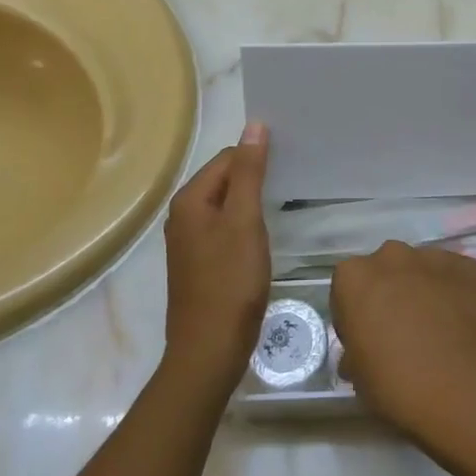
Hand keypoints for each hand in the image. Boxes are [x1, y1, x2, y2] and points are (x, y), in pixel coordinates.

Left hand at [161, 122, 270, 396]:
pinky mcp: (200, 263)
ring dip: (252, 202)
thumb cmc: (230, 281)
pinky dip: (245, 226)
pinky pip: (225, 229)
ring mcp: (189, 241)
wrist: (209, 350)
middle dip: (255, 178)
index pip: (228, 158)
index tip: (290, 165)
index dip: (258, 158)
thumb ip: (249, 172)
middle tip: (292, 182)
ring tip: (284, 204)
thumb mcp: (244, 221)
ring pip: (226, 205)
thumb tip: (254, 125)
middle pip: (225, 179)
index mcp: (190, 199)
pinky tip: (265, 236)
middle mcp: (183, 215)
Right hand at [331, 242, 475, 443]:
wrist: (468, 391)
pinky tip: (464, 326)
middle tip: (403, 332)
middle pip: (386, 270)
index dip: (356, 314)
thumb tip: (361, 353)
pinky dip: (456, 294)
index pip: (348, 288)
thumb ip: (355, 352)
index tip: (367, 340)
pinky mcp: (470, 267)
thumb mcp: (359, 377)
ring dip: (424, 290)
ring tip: (439, 329)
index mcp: (355, 277)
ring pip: (422, 270)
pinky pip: (456, 277)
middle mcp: (392, 256)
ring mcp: (434, 257)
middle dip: (391, 293)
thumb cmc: (400, 386)